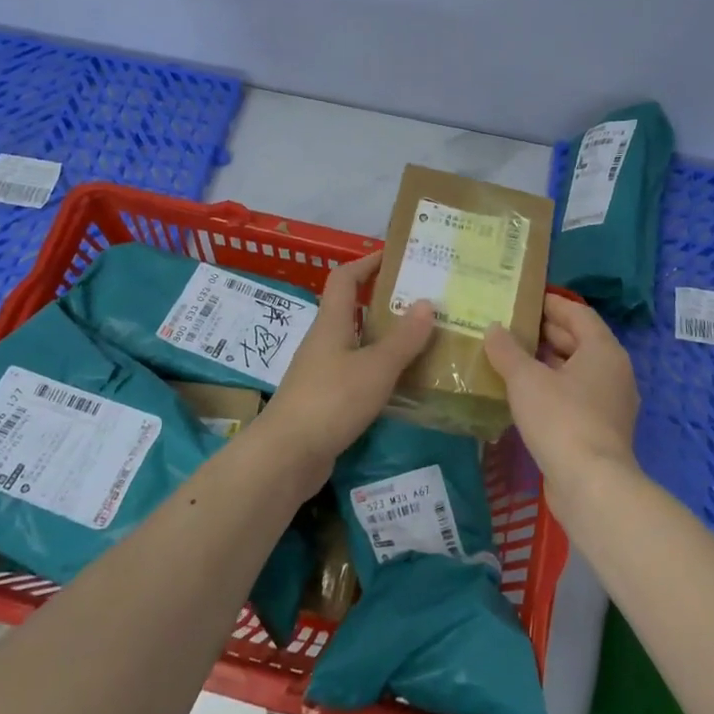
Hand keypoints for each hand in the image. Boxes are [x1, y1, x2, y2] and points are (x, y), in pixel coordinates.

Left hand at [256, 250, 434, 479]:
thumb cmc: (331, 400)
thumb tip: (427, 302)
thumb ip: (403, 338)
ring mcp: (322, 372)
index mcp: (332, 323)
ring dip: (385, 339)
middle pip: (353, 310)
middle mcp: (325, 341)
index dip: (367, 262)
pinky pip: (357, 374)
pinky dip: (379, 371)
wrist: (286, 456)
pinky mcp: (326, 401)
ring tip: (423, 340)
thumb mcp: (375, 367)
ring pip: (358, 344)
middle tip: (424, 301)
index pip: (345, 278)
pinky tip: (404, 383)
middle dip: (385, 302)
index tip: (396, 257)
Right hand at [485, 295, 639, 483]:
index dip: (551, 304)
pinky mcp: (601, 430)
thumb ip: (507, 350)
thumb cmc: (561, 418)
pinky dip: (552, 387)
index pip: (577, 313)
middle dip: (545, 332)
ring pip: (576, 371)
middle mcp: (613, 371)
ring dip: (546, 362)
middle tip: (510, 326)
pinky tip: (523, 393)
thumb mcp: (526, 379)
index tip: (523, 299)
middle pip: (579, 340)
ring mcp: (610, 403)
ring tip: (510, 357)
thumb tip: (494, 328)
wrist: (591, 486)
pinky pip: (575, 396)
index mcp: (603, 350)